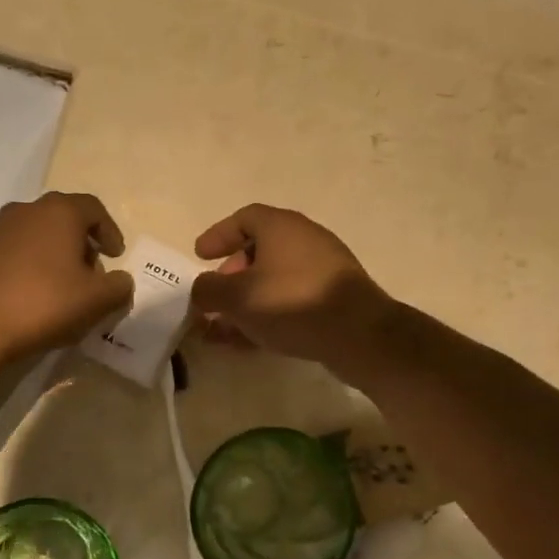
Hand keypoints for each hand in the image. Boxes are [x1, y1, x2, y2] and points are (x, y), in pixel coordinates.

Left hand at [0, 192, 134, 363]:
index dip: (110, 231)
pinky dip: (31, 264)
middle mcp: (27, 210)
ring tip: (62, 287)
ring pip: (38, 233)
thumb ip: (118, 287)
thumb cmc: (43, 304)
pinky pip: (16, 250)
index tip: (116, 256)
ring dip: (55, 254)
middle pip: (64, 219)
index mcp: (59, 212)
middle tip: (91, 274)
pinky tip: (32, 294)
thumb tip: (121, 281)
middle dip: (82, 244)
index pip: (93, 209)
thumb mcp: (95, 301)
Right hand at [190, 204, 397, 367]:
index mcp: (281, 227)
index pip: (244, 218)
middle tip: (215, 296)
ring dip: (247, 300)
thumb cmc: (291, 303)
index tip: (199, 256)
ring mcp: (323, 269)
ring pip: (274, 279)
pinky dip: (268, 314)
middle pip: (260, 250)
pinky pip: (291, 299)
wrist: (358, 334)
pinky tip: (252, 340)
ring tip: (226, 327)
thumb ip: (208, 290)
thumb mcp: (236, 297)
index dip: (218, 235)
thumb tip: (202, 290)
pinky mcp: (335, 298)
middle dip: (231, 274)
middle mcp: (304, 240)